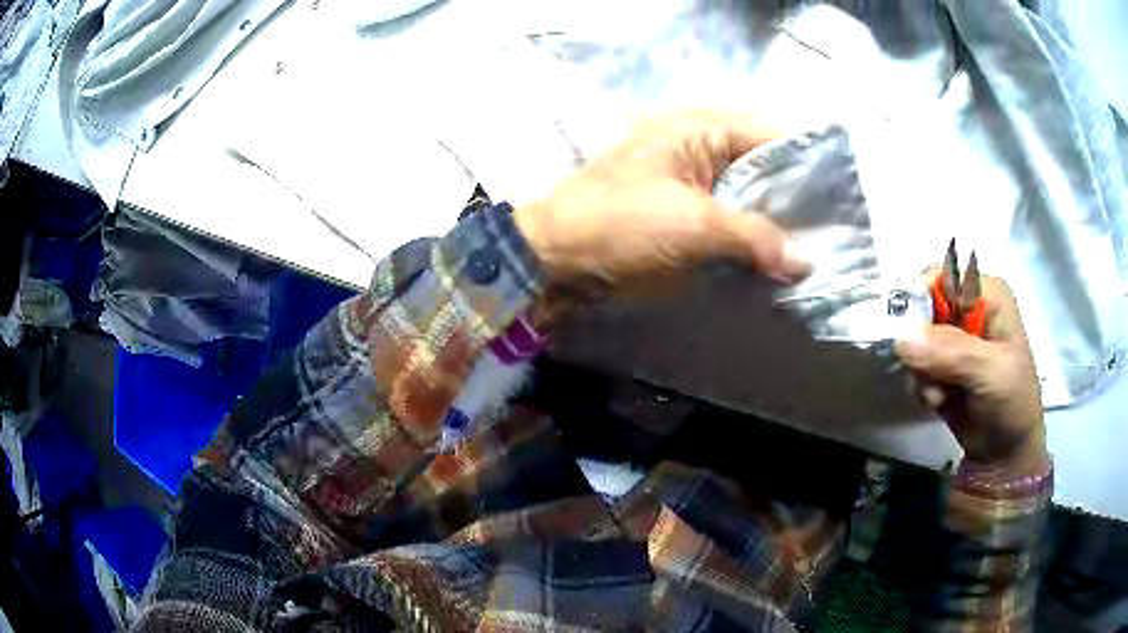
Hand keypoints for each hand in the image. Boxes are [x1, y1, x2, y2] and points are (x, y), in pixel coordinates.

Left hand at [513, 111, 810, 298]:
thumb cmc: (620, 227)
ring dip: (775, 226)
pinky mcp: (679, 217)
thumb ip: (756, 237)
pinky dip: (750, 243)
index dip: (808, 165)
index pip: (771, 135)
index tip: (842, 201)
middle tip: (834, 235)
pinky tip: (776, 266)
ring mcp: (688, 184)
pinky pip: (727, 223)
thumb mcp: (695, 226)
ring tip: (816, 254)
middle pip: (763, 168)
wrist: (551, 262)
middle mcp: (698, 147)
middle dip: (796, 201)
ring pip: (747, 198)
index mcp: (699, 129)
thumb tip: (805, 261)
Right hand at [895, 275, 1046, 474]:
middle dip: (920, 345)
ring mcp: (953, 338)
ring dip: (922, 371)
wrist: (1006, 454)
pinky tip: (939, 401)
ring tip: (941, 394)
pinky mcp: (941, 365)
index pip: (939, 277)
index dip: (918, 300)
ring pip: (914, 340)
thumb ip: (951, 353)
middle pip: (922, 308)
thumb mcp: (991, 373)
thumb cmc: (1012, 404)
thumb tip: (902, 339)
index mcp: (985, 293)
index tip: (907, 336)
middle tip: (930, 375)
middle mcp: (967, 308)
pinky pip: (914, 365)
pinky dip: (921, 385)